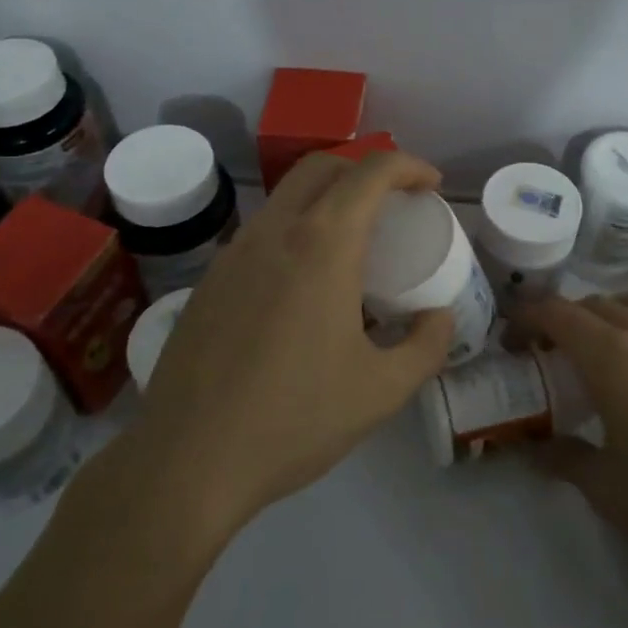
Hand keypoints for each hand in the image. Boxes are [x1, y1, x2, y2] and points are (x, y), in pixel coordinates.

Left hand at [99, 151, 454, 546]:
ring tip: (352, 245)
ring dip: (327, 198)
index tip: (431, 185)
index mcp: (322, 245)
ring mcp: (233, 253)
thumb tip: (440, 317)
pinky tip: (303, 286)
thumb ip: (426, 346)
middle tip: (394, 203)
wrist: (187, 462)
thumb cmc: (294, 420)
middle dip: (365, 169)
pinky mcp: (209, 280)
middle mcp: (274, 232)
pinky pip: (261, 232)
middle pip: (322, 166)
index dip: (408, 166)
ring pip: (286, 196)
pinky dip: (295, 231)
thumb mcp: (382, 391)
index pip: (370, 172)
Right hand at [520, 293, 627, 594]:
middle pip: (597, 304)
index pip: (559, 314)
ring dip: (609, 313)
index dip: (528, 316)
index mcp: (615, 359)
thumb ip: (564, 459)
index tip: (510, 336)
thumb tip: (533, 449)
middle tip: (546, 350)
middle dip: (564, 317)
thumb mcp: (605, 489)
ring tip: (598, 345)